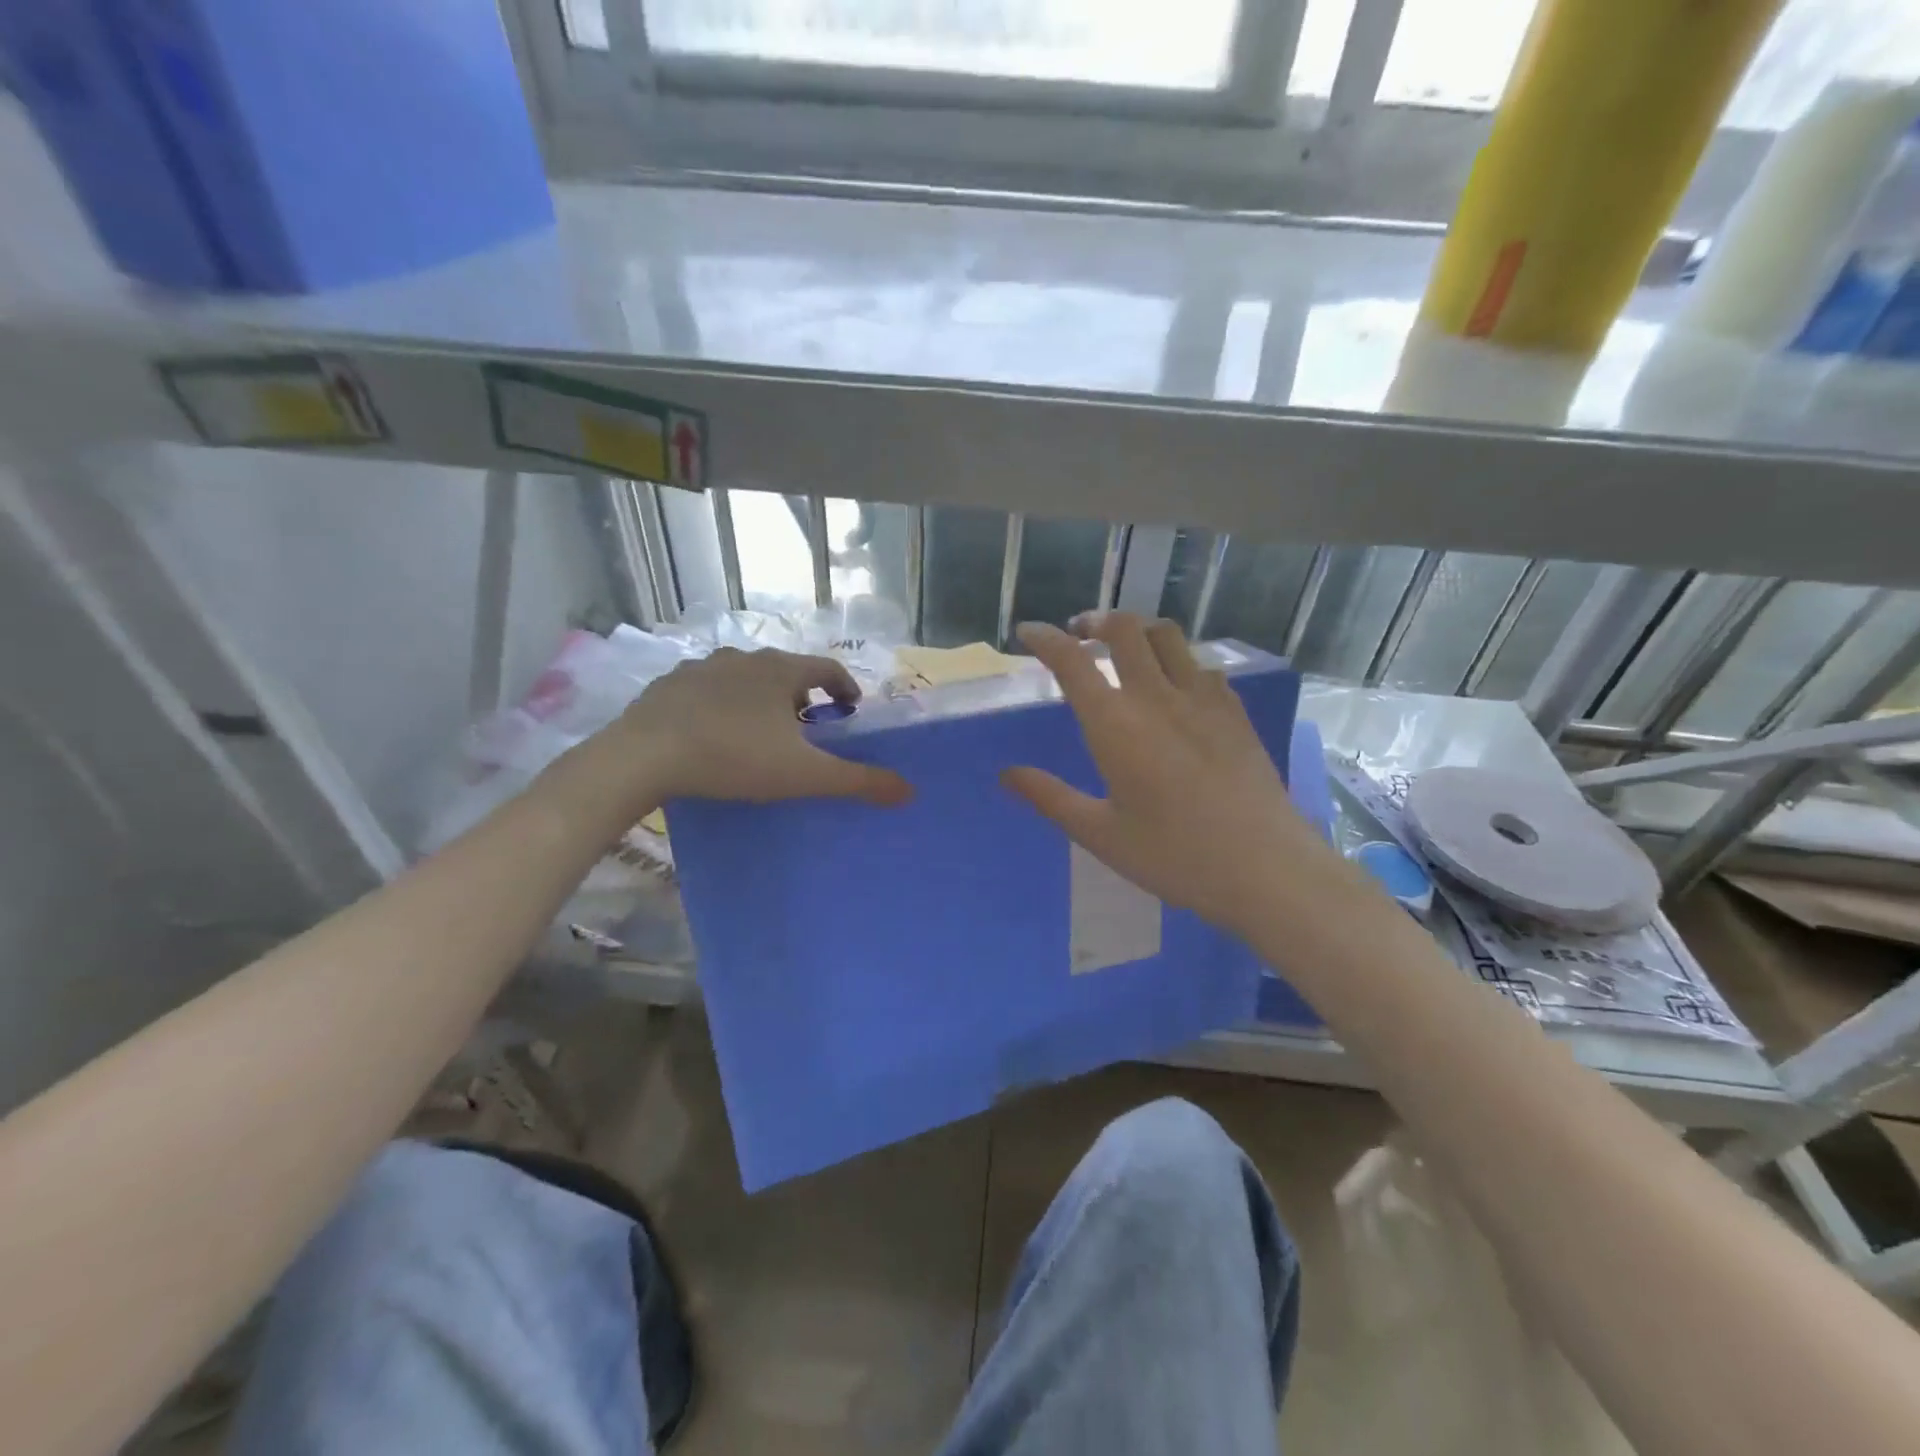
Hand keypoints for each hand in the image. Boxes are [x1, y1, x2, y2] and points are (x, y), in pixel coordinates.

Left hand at [554, 647, 912, 819]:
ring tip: (760, 733)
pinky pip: (708, 688)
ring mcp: (703, 666)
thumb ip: (858, 781)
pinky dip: (722, 704)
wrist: (644, 756)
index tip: (850, 712)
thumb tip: (909, 791)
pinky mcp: (670, 683)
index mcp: (781, 670)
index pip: (828, 668)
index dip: (845, 689)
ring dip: (761, 698)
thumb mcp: (804, 775)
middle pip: (787, 671)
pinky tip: (714, 732)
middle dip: (802, 697)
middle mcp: (745, 657)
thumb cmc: (735, 758)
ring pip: (746, 677)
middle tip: (806, 731)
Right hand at [1002, 613, 1325, 933]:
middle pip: (1123, 629)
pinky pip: (1201, 665)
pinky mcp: (1235, 711)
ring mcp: (1203, 699)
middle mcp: (1157, 697)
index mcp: (1116, 725)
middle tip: (1079, 633)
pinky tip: (1176, 686)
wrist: (1265, 868)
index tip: (1028, 632)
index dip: (1045, 639)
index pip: (1072, 662)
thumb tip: (1006, 774)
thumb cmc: (1174, 856)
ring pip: (1166, 636)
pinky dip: (1177, 660)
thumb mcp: (1100, 834)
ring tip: (1124, 647)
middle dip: (1094, 621)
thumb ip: (1050, 798)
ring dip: (1137, 630)